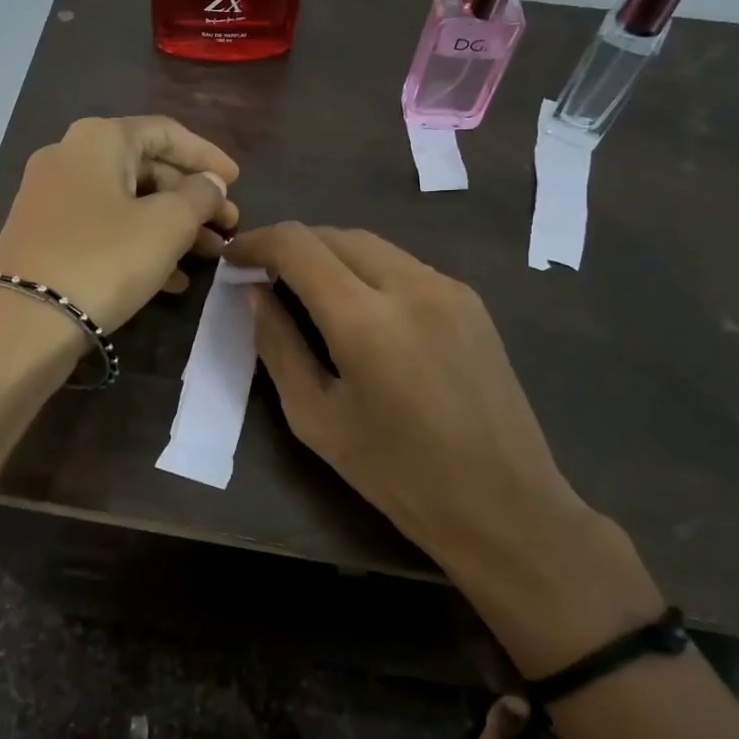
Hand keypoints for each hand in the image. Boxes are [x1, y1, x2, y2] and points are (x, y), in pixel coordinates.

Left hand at [0, 116, 239, 333]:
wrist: (23, 323)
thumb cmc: (103, 260)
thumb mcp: (166, 225)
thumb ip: (199, 196)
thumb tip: (210, 184)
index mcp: (98, 139)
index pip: (166, 133)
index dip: (207, 156)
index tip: (238, 182)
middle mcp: (70, 158)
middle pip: (147, 169)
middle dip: (193, 199)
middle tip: (228, 227)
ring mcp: (51, 200)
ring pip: (128, 204)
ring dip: (173, 227)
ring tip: (211, 256)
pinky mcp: (45, 238)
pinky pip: (105, 231)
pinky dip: (140, 247)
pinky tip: (174, 280)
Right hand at [225, 223, 661, 673]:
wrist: (504, 505)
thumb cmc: (397, 475)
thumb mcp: (316, 419)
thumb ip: (278, 347)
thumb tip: (256, 294)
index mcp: (365, 320)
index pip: (297, 245)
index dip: (257, 242)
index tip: (234, 258)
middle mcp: (410, 285)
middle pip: (335, 234)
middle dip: (292, 245)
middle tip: (264, 275)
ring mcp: (448, 288)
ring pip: (372, 244)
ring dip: (330, 254)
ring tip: (305, 287)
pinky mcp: (471, 300)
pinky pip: (404, 265)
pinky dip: (367, 270)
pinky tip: (358, 305)